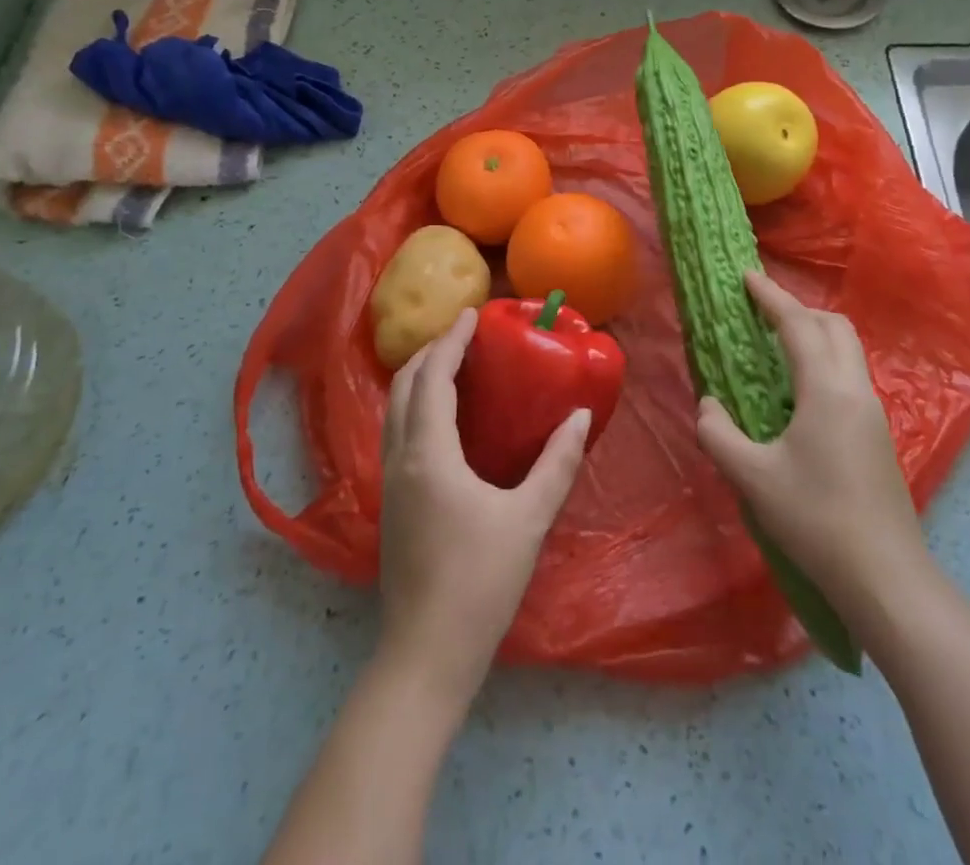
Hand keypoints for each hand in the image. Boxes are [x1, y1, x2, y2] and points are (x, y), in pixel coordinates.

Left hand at [377, 308, 591, 704]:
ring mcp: (390, 482)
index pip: (433, 378)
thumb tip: (579, 416)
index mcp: (429, 454)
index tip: (471, 314)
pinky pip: (397, 432)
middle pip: (404, 387)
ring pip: (394, 410)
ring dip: (418, 378)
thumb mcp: (529, 518)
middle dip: (430, 352)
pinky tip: (442, 419)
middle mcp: (400, 458)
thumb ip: (557, 463)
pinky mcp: (391, 502)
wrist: (426, 654)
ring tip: (452, 365)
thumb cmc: (480, 581)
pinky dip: (415, 406)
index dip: (451, 341)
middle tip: (463, 335)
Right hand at [695, 272, 931, 623]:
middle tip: (761, 311)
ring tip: (776, 345)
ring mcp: (872, 412)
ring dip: (814, 334)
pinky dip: (823, 360)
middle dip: (798, 309)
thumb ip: (718, 433)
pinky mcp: (876, 434)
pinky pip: (849, 375)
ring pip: (847, 350)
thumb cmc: (816, 520)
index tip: (747, 275)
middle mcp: (855, 390)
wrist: (886, 576)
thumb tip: (708, 404)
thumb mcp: (752, 477)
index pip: (798, 325)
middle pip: (834, 326)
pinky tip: (798, 391)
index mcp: (826, 390)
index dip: (771, 296)